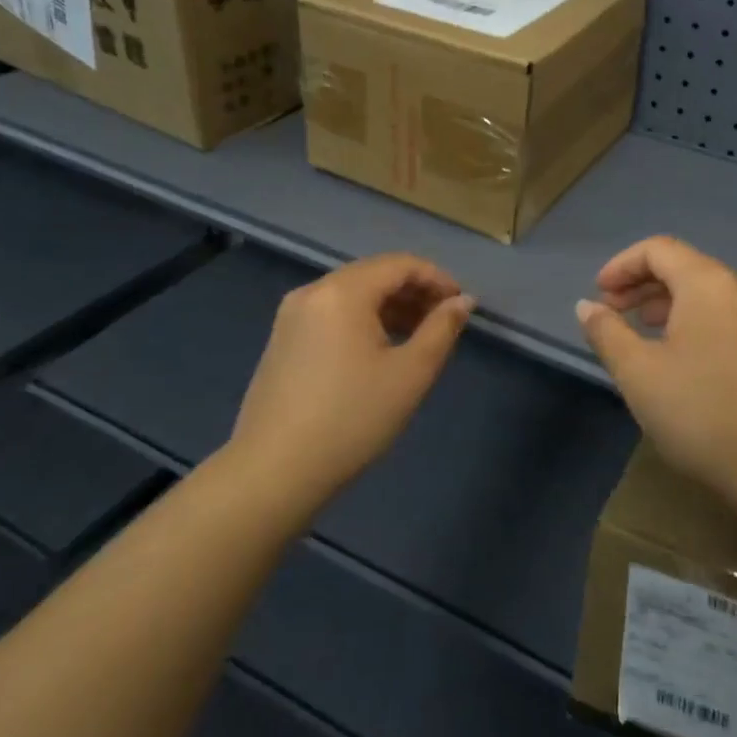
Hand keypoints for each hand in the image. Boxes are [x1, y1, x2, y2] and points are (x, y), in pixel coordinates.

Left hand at [229, 254, 473, 505]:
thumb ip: (442, 329)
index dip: (437, 278)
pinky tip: (380, 351)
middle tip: (444, 321)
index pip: (400, 264)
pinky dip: (363, 320)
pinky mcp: (282, 340)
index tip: (461, 306)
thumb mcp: (410, 374)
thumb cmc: (352, 418)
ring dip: (390, 306)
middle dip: (414, 291)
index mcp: (343, 292)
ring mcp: (291, 316)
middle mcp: (313, 291)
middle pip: (374, 274)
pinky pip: (332, 313)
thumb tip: (463, 301)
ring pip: (352, 294)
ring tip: (418, 337)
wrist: (273, 472)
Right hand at [576, 237, 736, 504]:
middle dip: (641, 286)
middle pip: (684, 267)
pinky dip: (695, 322)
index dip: (621, 265)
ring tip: (642, 336)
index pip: (658, 249)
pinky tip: (681, 359)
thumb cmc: (702, 412)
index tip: (598, 294)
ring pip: (706, 294)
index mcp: (708, 283)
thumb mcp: (639, 373)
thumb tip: (587, 306)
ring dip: (667, 305)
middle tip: (612, 314)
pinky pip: (726, 316)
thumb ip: (607, 333)